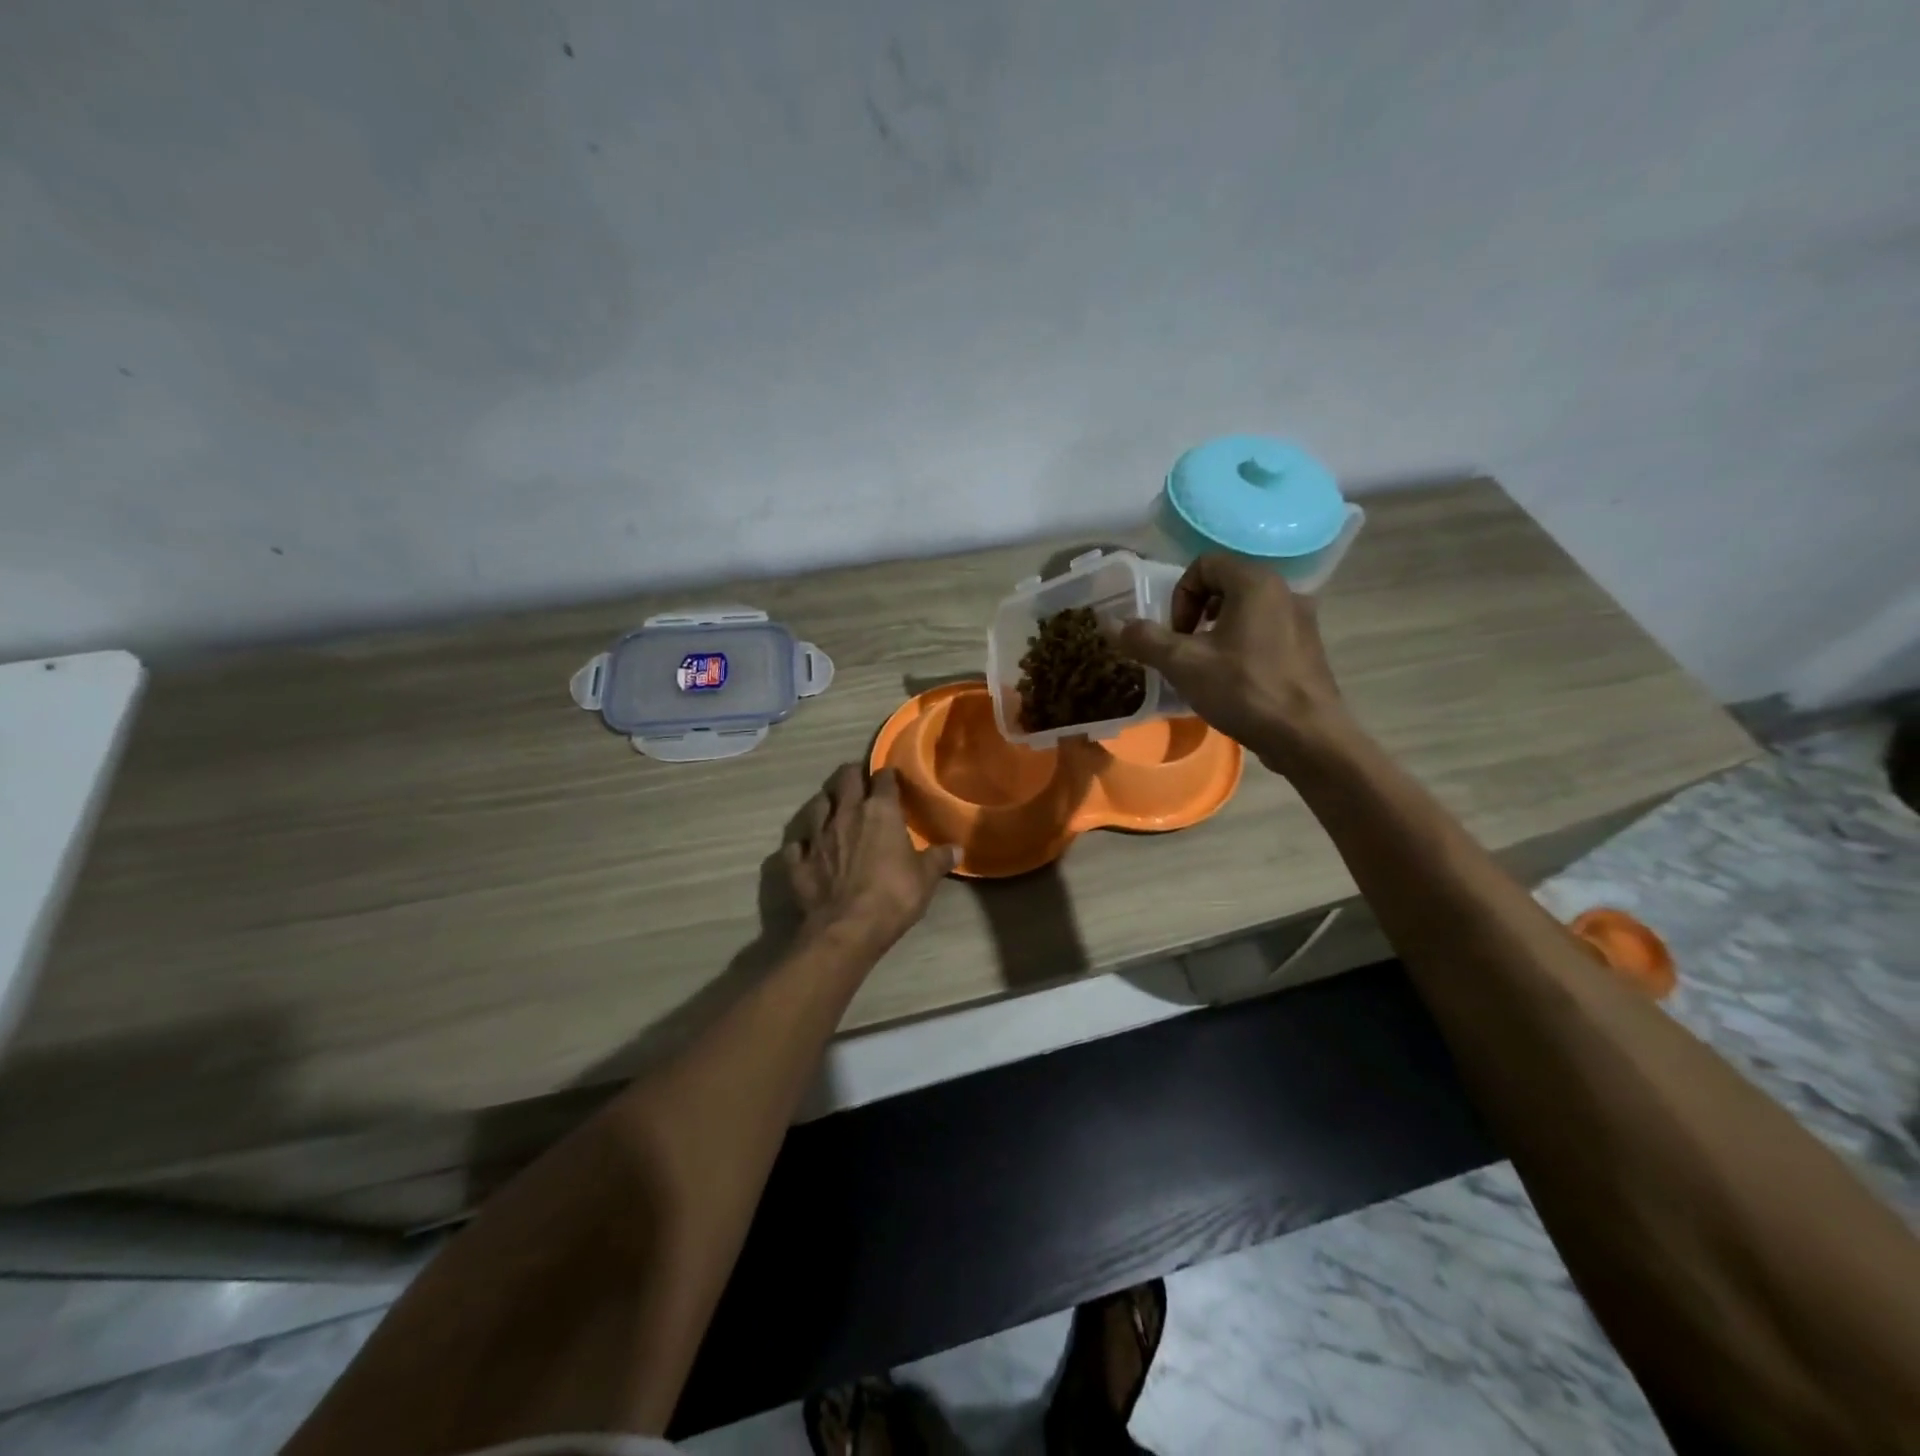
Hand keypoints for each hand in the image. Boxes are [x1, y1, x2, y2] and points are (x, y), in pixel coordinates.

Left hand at [783, 764, 958, 949]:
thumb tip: (958, 849)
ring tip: (833, 808)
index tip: (893, 779)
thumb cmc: (893, 896)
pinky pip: (796, 844)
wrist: (847, 929)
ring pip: (817, 804)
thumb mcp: (926, 878)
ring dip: (826, 803)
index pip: (883, 778)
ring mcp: (817, 836)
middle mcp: (846, 814)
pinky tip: (807, 849)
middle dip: (853, 775)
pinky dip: (802, 844)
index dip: (888, 776)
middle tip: (860, 782)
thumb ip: (939, 858)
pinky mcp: (798, 861)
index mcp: (880, 811)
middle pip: (845, 778)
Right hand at [1112, 553, 1350, 773]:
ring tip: (1206, 668)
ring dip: (1217, 632)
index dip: (1179, 596)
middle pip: (1225, 585)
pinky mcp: (1309, 648)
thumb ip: (1145, 639)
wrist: (1307, 736)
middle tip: (1185, 650)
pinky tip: (1235, 682)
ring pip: (1246, 610)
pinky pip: (1265, 632)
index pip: (1204, 564)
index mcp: (1256, 582)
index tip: (1176, 634)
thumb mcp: (1184, 664)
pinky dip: (1242, 646)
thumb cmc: (1244, 690)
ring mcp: (1302, 620)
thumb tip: (1112, 624)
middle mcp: (1284, 590)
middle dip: (1195, 614)